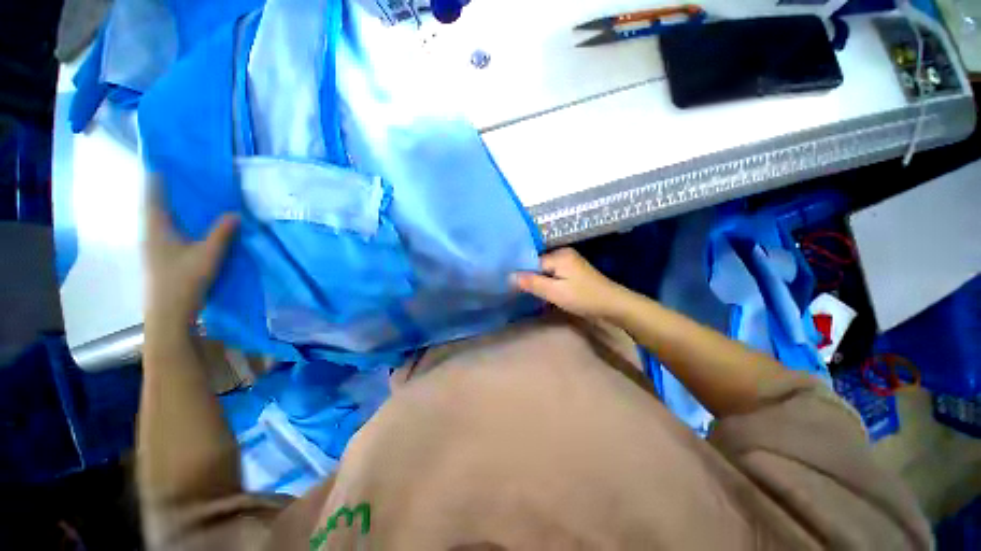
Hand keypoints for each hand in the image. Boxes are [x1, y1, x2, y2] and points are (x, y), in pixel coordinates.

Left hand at [143, 185, 238, 328]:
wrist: (169, 311)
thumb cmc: (184, 280)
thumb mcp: (208, 255)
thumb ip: (222, 233)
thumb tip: (235, 214)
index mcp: (157, 228)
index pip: (153, 197)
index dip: (156, 180)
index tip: (163, 164)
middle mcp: (150, 233)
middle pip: (155, 206)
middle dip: (165, 192)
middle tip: (182, 179)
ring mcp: (153, 247)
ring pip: (160, 220)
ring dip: (171, 208)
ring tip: (188, 199)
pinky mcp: (160, 257)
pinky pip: (167, 231)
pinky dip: (176, 222)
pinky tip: (189, 225)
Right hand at [512, 248, 630, 319]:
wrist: (613, 305)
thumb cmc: (583, 298)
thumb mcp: (555, 292)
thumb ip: (532, 283)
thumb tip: (510, 276)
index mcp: (559, 255)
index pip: (532, 262)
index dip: (523, 274)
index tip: (513, 287)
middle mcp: (563, 254)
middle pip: (538, 265)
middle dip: (531, 278)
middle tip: (521, 292)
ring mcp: (570, 261)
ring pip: (546, 270)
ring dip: (539, 281)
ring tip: (530, 293)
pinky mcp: (573, 270)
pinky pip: (554, 274)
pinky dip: (548, 282)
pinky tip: (545, 292)